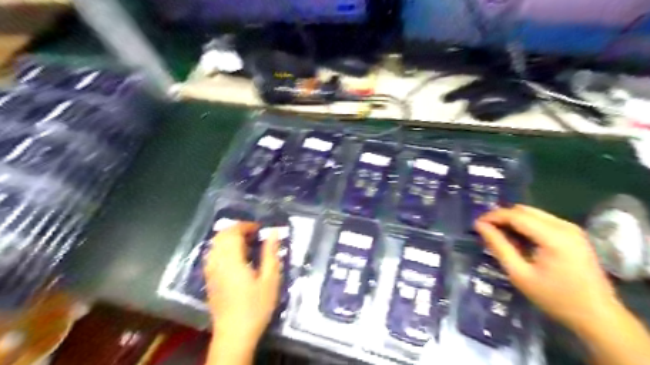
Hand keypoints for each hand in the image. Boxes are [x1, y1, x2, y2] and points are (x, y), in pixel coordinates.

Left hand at [204, 221, 280, 351]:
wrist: (234, 334)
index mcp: (232, 260)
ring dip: (229, 238)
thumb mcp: (270, 280)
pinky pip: (212, 254)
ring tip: (246, 244)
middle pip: (221, 235)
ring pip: (215, 244)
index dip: (246, 226)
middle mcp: (217, 262)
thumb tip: (274, 232)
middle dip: (237, 229)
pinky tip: (235, 257)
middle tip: (254, 234)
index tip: (260, 229)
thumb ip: (271, 253)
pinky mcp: (209, 279)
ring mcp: (210, 271)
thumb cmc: (256, 307)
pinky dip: (223, 248)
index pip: (233, 232)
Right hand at [474, 203, 617, 331]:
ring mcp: (572, 228)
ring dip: (513, 220)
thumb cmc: (555, 298)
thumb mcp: (519, 274)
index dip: (493, 216)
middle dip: (502, 217)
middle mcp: (564, 226)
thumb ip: (499, 246)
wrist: (598, 316)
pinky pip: (542, 220)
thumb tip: (480, 226)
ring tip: (500, 236)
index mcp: (554, 236)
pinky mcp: (574, 234)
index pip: (516, 215)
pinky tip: (519, 240)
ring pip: (533, 213)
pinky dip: (526, 225)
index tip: (476, 224)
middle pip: (524, 210)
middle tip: (486, 231)